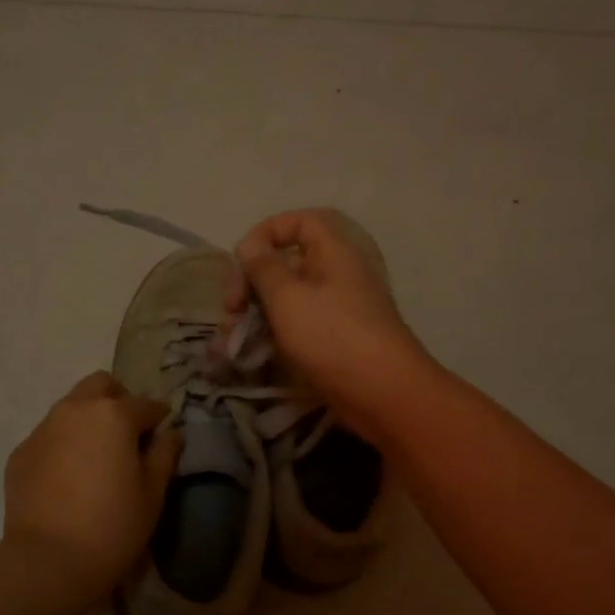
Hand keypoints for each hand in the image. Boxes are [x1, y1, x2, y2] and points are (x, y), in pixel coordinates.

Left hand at [4, 372, 181, 591]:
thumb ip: (164, 455)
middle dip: (118, 400)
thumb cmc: (113, 526)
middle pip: (101, 385)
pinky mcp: (20, 453)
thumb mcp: (153, 494)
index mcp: (113, 414)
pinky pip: (49, 435)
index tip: (163, 435)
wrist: (48, 561)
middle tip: (128, 434)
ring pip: (71, 407)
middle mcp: (75, 410)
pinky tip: (69, 477)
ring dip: (88, 419)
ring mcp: (42, 429)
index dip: (159, 418)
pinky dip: (64, 443)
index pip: (145, 405)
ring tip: (97, 456)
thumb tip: (171, 434)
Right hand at [227, 209, 429, 439]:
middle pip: (288, 262)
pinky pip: (298, 324)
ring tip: (232, 338)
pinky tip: (251, 351)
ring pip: (288, 297)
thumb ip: (263, 267)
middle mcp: (338, 274)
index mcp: (334, 251)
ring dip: (256, 312)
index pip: (300, 222)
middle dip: (252, 281)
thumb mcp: (287, 297)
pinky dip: (273, 332)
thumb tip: (250, 245)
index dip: (267, 232)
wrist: (382, 393)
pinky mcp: (335, 338)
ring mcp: (338, 308)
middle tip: (231, 308)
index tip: (241, 259)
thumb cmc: (332, 336)